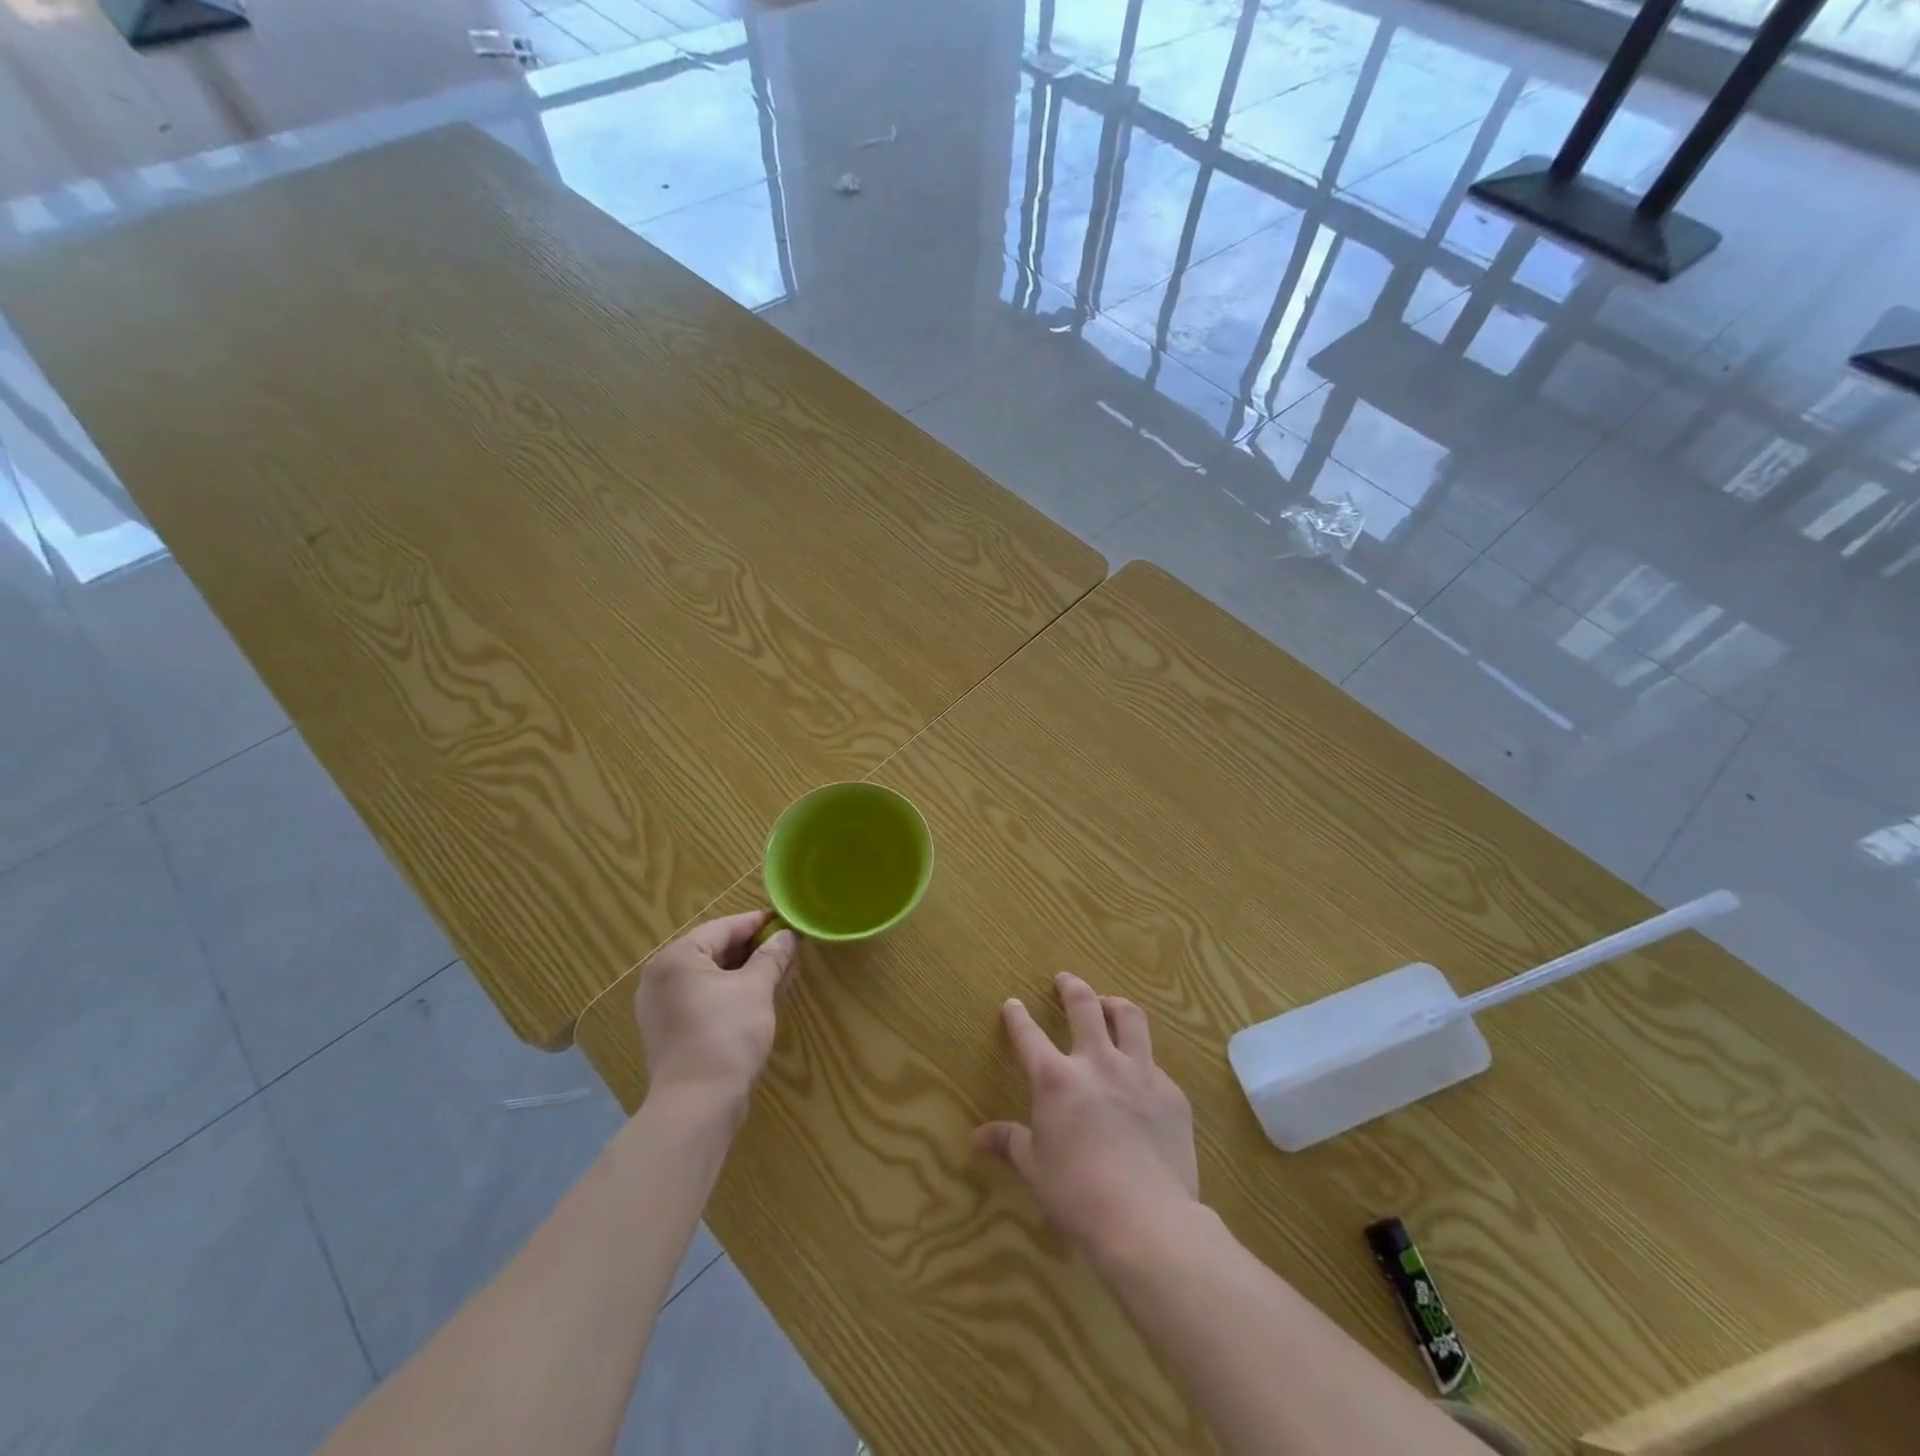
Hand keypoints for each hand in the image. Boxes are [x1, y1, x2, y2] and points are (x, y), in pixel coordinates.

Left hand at [634, 911, 798, 1110]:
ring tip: (777, 972)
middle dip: (752, 950)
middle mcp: (661, 977)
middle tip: (786, 948)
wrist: (696, 1105)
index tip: (785, 921)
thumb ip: (772, 957)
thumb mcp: (756, 989)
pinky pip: (702, 999)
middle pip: (713, 950)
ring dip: (743, 973)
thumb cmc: (726, 1034)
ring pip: (709, 977)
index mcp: (677, 957)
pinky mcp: (668, 1032)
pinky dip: (728, 993)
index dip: (757, 923)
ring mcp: (660, 1007)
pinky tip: (756, 999)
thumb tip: (786, 936)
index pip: (723, 928)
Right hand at [974, 972, 1198, 1257]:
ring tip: (1110, 1004)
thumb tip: (978, 1138)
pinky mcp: (1172, 1094)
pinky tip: (1142, 1078)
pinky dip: (1143, 1062)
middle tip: (1065, 979)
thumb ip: (1010, 1143)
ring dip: (1115, 1005)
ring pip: (1130, 1019)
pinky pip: (1155, 1065)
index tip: (1013, 1003)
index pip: (1029, 1035)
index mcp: (1056, 1078)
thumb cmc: (1078, 1195)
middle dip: (1071, 987)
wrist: (1147, 1219)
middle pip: (1084, 1006)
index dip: (1018, 1016)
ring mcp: (1140, 1074)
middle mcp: (1097, 1062)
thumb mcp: (1035, 1168)